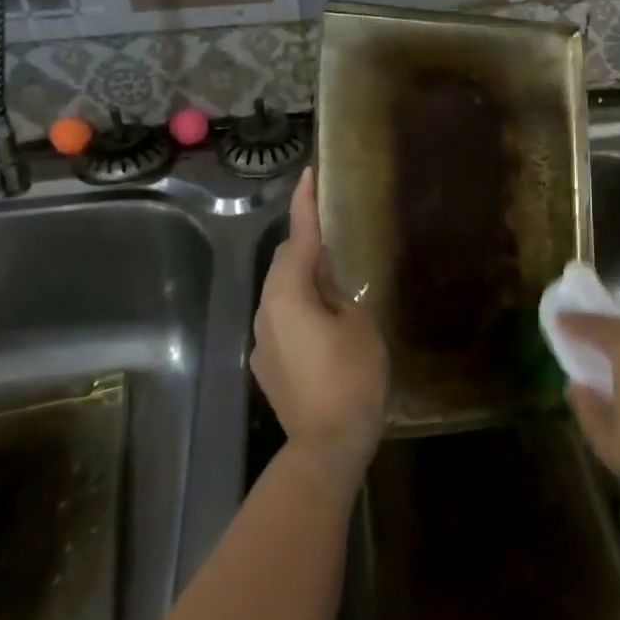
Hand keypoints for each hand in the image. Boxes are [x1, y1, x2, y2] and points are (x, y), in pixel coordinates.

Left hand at [252, 166, 389, 485]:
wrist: (327, 444)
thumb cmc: (351, 377)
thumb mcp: (358, 324)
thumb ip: (337, 293)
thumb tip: (324, 282)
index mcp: (288, 295)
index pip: (298, 238)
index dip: (305, 205)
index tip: (309, 174)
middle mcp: (265, 312)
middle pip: (283, 265)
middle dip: (304, 245)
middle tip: (332, 237)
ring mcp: (262, 342)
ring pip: (281, 294)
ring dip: (303, 280)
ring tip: (334, 282)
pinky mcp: (267, 365)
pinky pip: (282, 321)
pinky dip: (300, 309)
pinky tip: (324, 324)